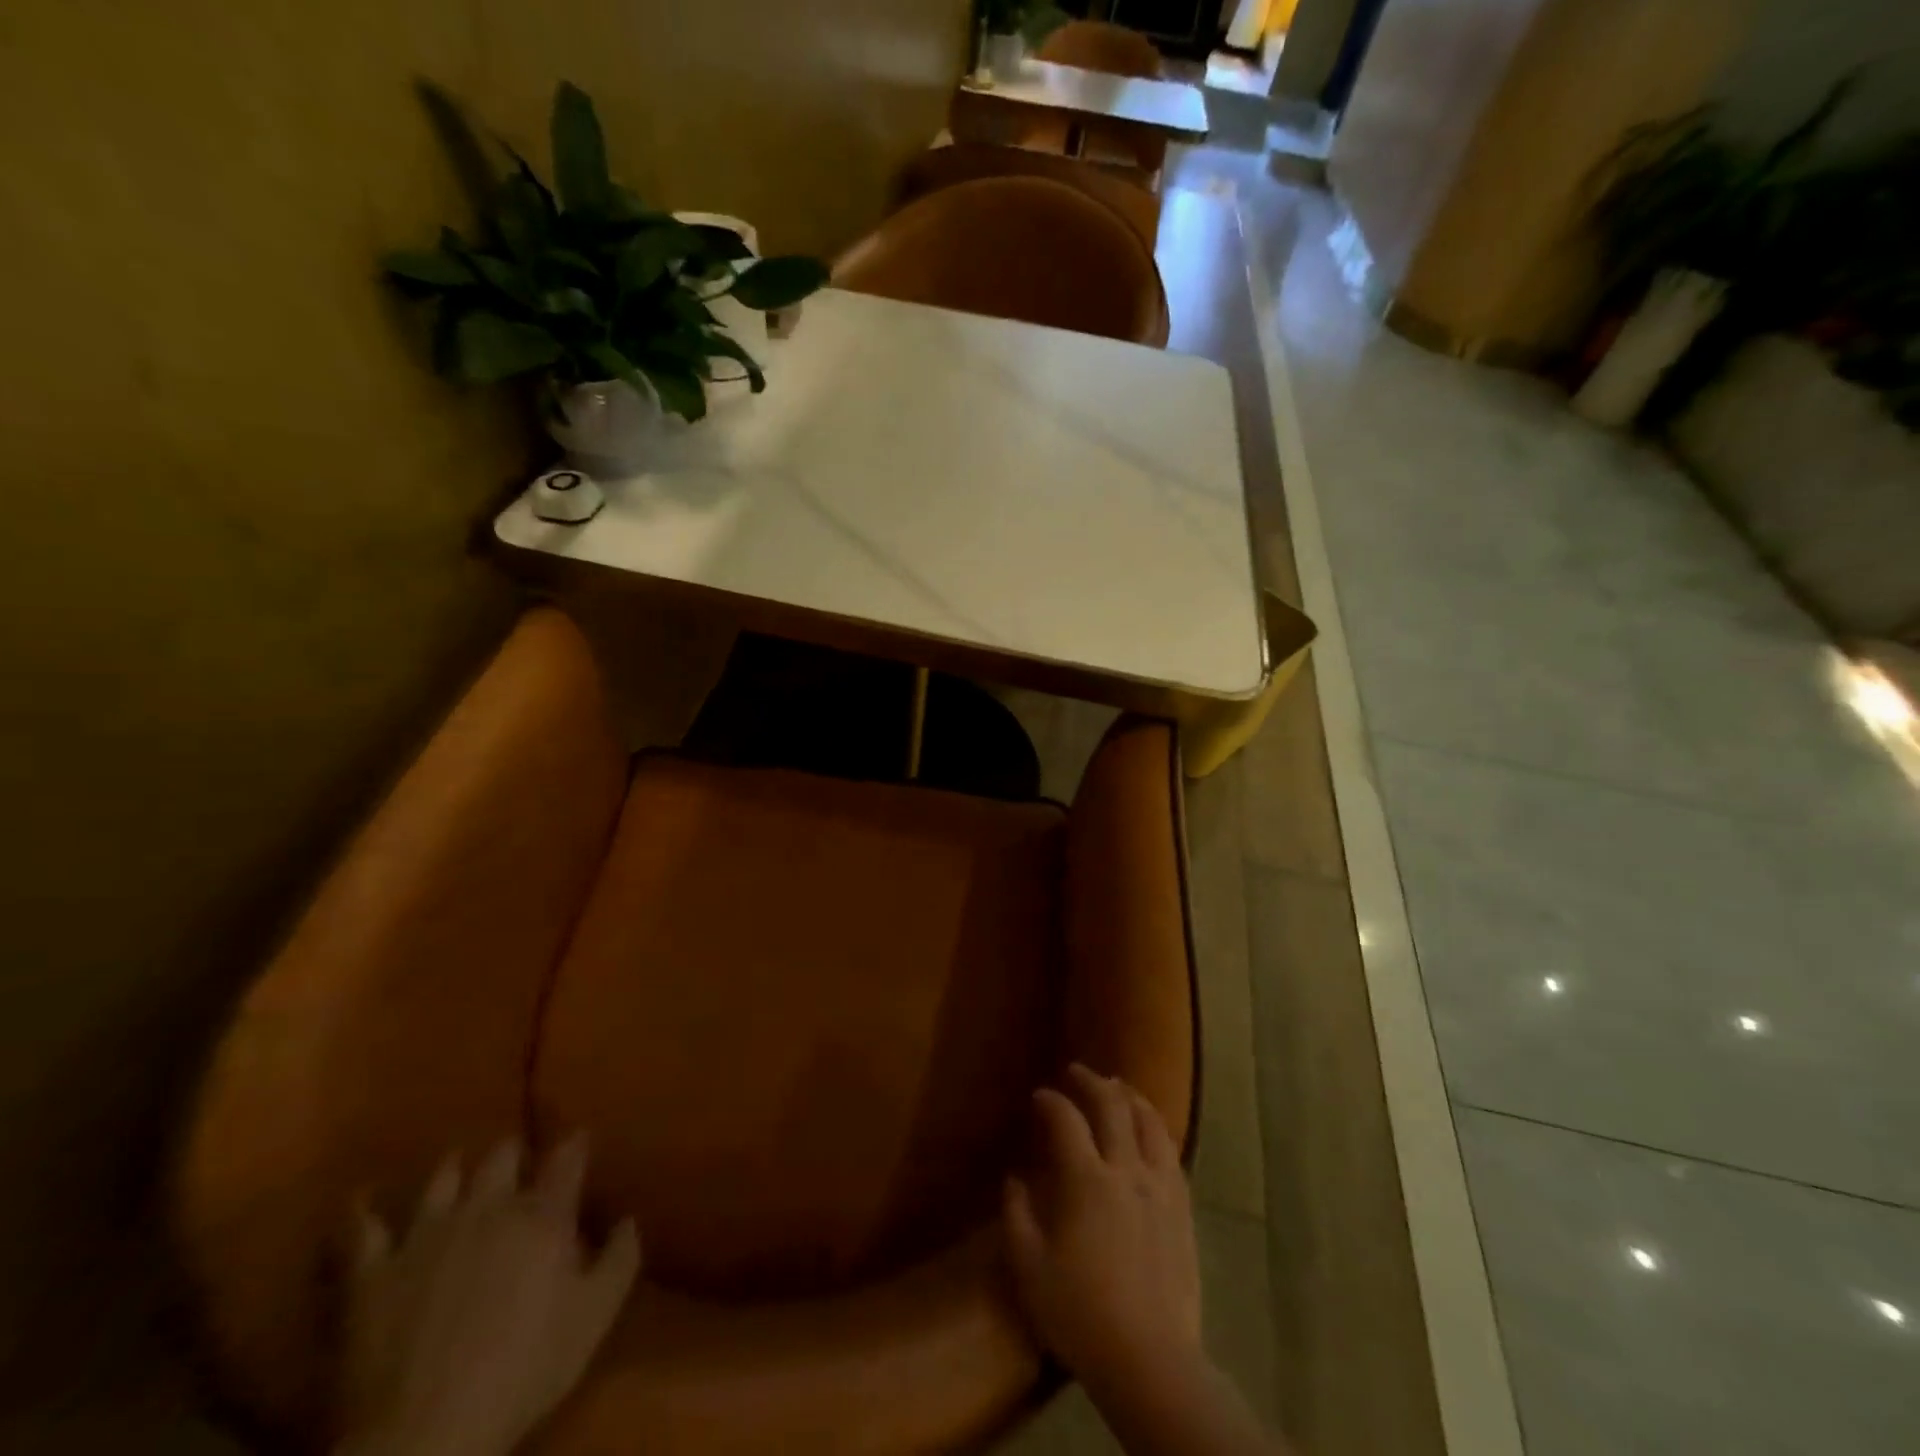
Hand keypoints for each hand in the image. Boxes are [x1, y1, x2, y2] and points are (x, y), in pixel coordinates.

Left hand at [337, 1135, 639, 1455]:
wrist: (425, 1433)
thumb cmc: (524, 1369)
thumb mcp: (594, 1317)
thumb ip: (620, 1258)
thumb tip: (628, 1218)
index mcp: (542, 1215)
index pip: (566, 1159)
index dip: (575, 1143)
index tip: (580, 1136)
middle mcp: (487, 1207)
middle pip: (502, 1157)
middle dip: (513, 1151)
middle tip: (519, 1157)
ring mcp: (426, 1234)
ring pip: (443, 1178)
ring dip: (454, 1168)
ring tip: (458, 1164)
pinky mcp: (372, 1271)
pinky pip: (361, 1229)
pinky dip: (362, 1210)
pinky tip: (362, 1197)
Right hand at [1002, 1064, 1202, 1394]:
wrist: (1151, 1360)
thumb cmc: (1081, 1315)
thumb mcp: (1029, 1268)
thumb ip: (1016, 1215)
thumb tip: (1013, 1178)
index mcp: (1087, 1180)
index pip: (1067, 1120)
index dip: (1051, 1101)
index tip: (1039, 1096)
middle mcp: (1127, 1171)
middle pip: (1113, 1107)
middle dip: (1092, 1082)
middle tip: (1077, 1072)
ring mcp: (1161, 1188)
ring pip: (1150, 1123)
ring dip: (1130, 1097)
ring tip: (1118, 1087)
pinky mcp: (1183, 1209)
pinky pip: (1171, 1152)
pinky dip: (1156, 1129)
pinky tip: (1150, 1132)